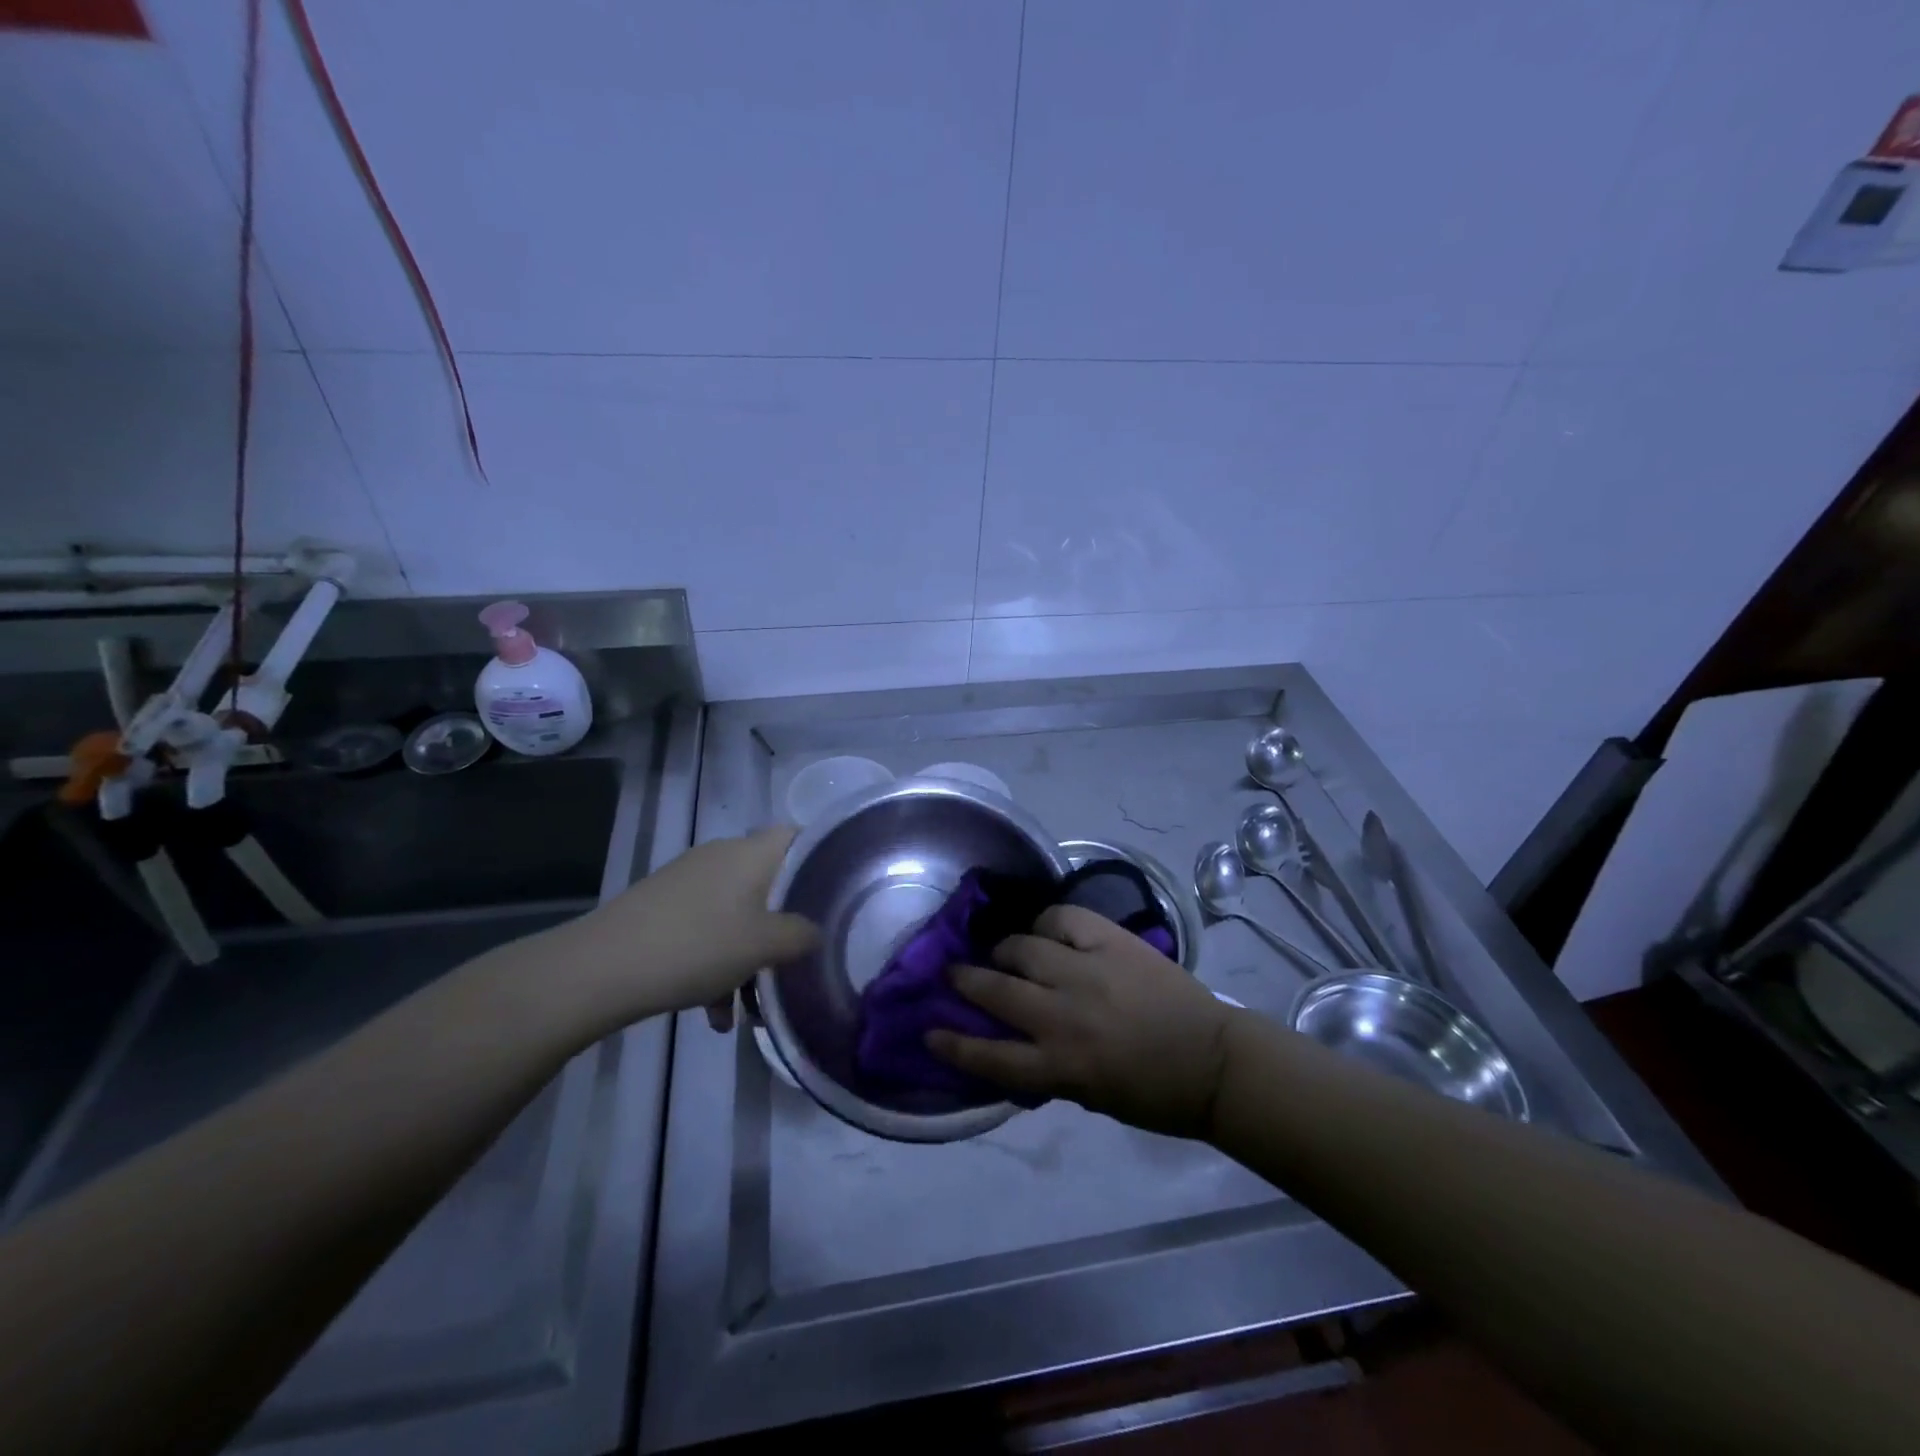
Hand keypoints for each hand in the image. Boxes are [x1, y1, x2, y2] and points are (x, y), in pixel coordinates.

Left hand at [548, 827, 818, 1029]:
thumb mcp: (764, 946)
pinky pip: (705, 928)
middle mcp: (721, 856)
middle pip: (769, 883)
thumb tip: (814, 931)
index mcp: (751, 852)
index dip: (823, 860)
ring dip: (747, 956)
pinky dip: (716, 963)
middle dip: (783, 926)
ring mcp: (688, 880)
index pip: (800, 837)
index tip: (837, 897)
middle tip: (794, 962)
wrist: (601, 968)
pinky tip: (712, 1012)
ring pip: (736, 913)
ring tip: (747, 1009)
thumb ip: (801, 935)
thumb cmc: (698, 946)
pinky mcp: (662, 906)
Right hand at [926, 904, 1234, 1138]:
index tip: (929, 1029)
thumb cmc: (1153, 1093)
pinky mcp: (1112, 942)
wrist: (1213, 1061)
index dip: (953, 1043)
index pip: (989, 1056)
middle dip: (966, 980)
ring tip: (1004, 950)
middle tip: (954, 972)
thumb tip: (1011, 1041)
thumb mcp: (1088, 1095)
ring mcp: (1087, 973)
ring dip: (1005, 949)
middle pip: (996, 991)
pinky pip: (1064, 919)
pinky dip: (1048, 922)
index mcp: (1060, 1066)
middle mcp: (1064, 1016)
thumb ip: (1046, 1067)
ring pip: (1023, 948)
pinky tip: (1046, 928)